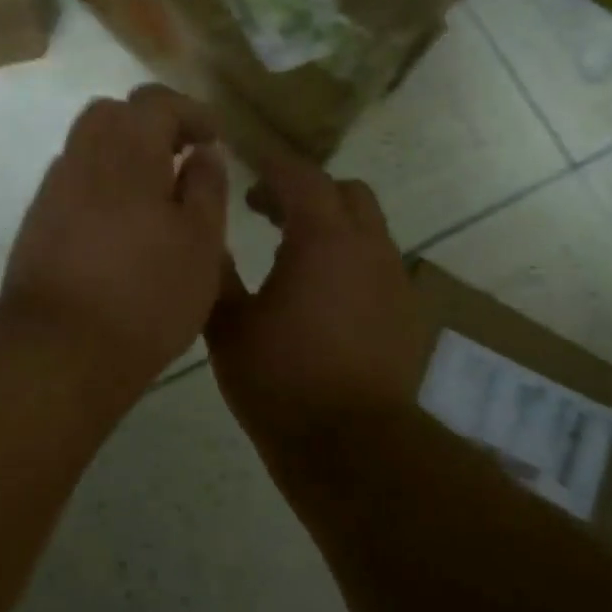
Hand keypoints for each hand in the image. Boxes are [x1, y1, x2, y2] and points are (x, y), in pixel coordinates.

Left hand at [2, 85, 228, 392]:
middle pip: (112, 114)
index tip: (213, 139)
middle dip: (149, 126)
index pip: (156, 102)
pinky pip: (74, 185)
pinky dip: (101, 187)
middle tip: (180, 158)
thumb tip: (203, 153)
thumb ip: (207, 188)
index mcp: (128, 150)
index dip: (190, 112)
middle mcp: (83, 157)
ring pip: (88, 149)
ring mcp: (53, 191)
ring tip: (154, 196)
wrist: (60, 348)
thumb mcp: (202, 242)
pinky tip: (122, 228)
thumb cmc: (147, 293)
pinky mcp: (37, 224)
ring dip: (123, 157)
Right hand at [206, 152, 429, 458]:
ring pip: (368, 228)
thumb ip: (217, 274)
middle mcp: (368, 247)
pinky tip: (324, 295)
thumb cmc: (282, 381)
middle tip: (268, 211)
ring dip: (332, 225)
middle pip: (346, 192)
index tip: (246, 166)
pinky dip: (350, 259)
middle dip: (308, 191)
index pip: (301, 177)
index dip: (272, 166)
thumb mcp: (230, 327)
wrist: (351, 445)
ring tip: (293, 253)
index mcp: (323, 239)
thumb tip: (207, 240)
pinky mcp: (405, 312)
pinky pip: (377, 264)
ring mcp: (394, 279)